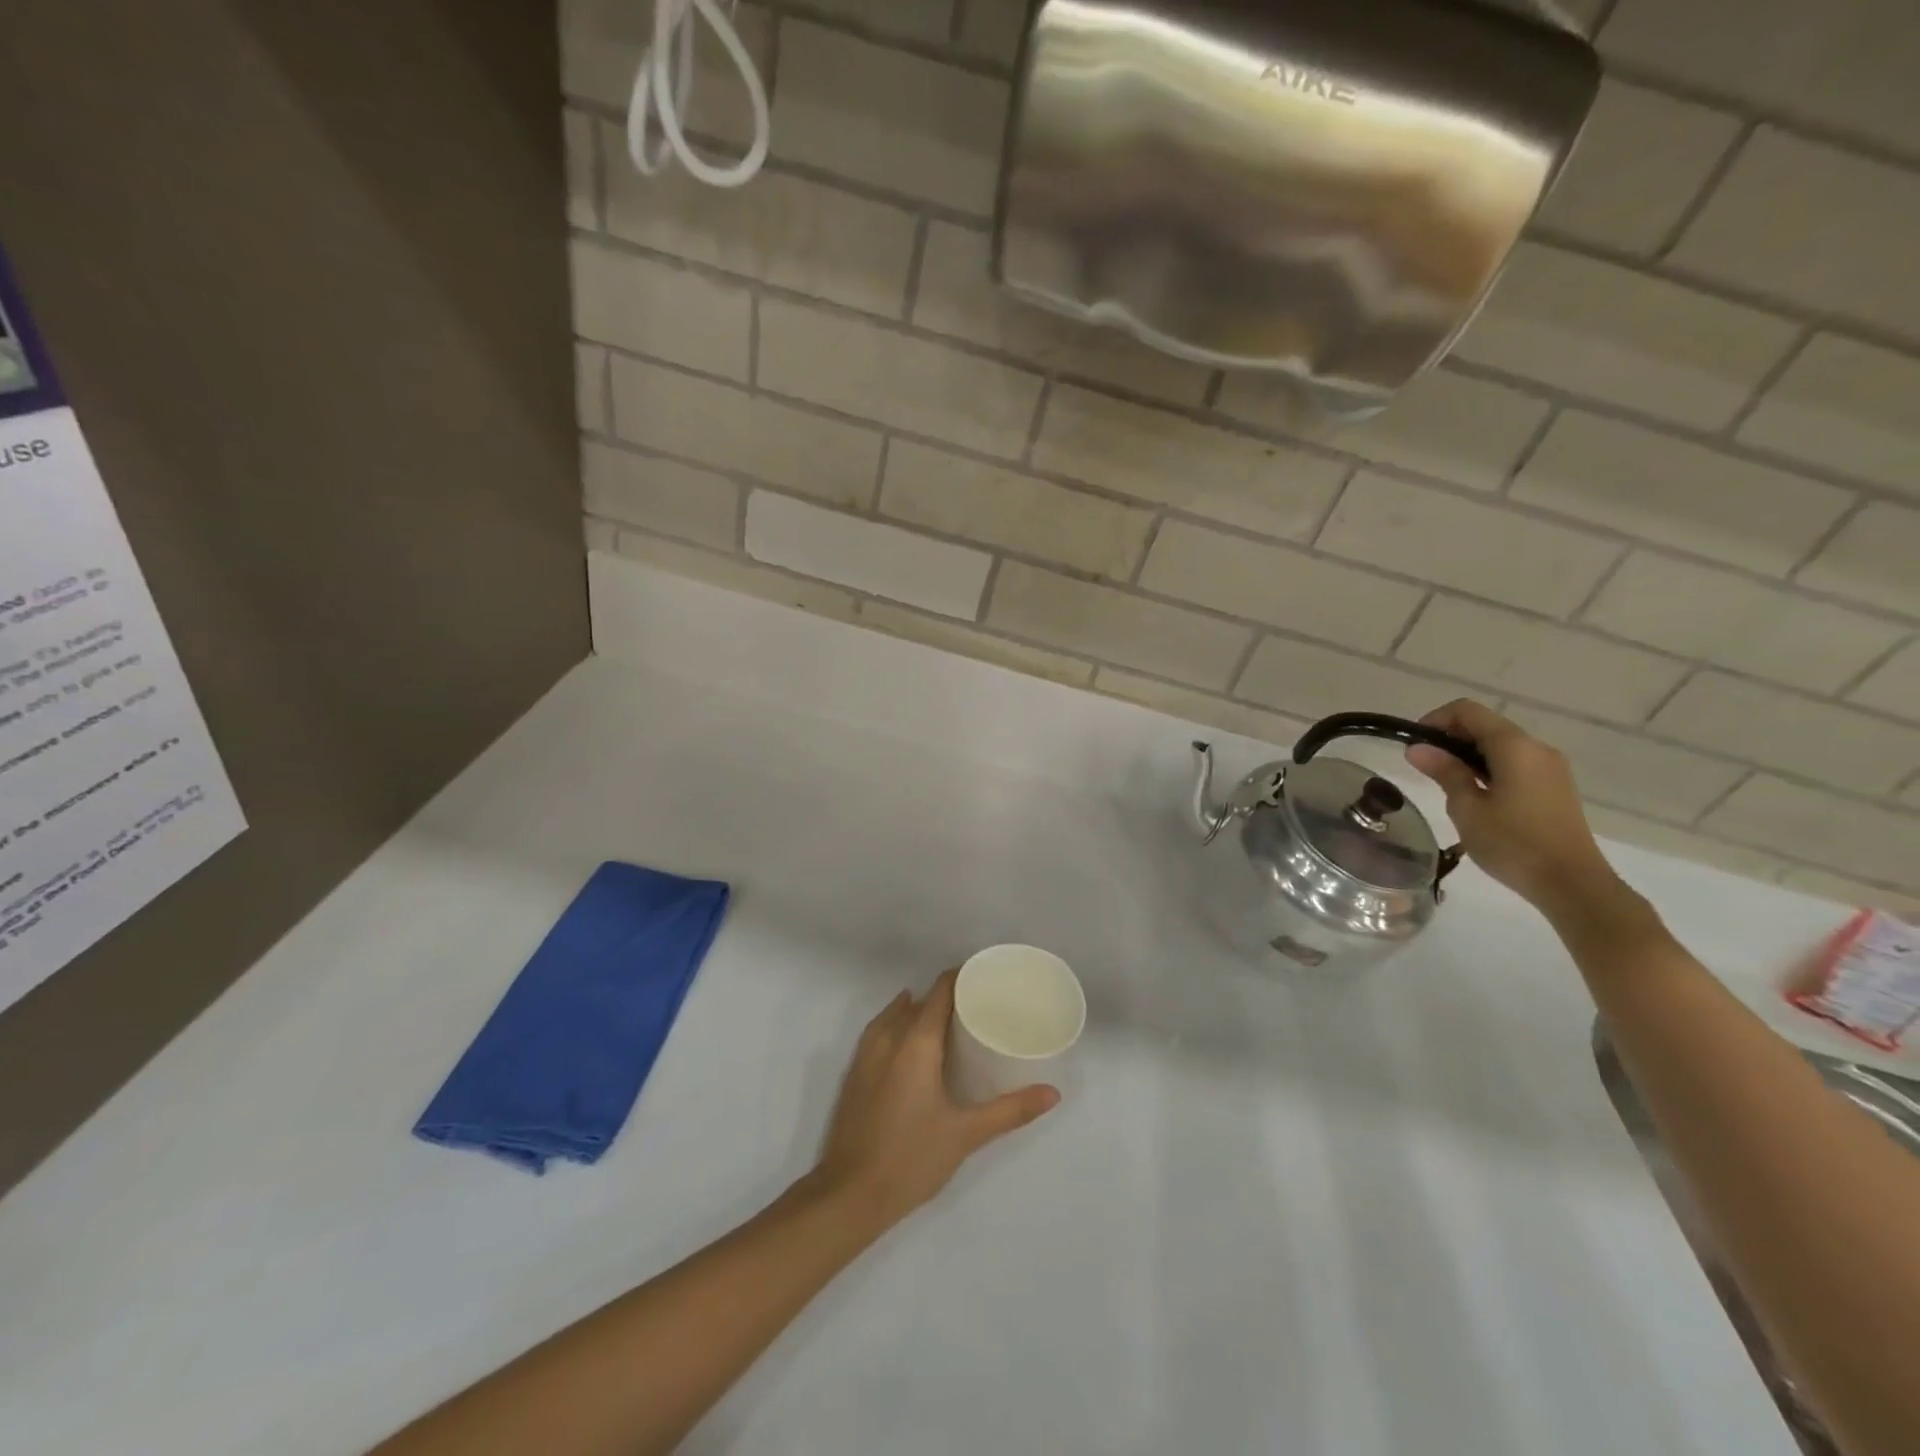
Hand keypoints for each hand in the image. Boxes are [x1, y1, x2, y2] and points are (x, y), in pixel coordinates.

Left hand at [813, 970, 1058, 1232]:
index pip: (939, 992)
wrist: (849, 1194)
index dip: (960, 978)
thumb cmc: (912, 1158)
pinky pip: (877, 1033)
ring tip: (943, 1018)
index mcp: (916, 1043)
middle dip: (943, 996)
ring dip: (915, 1009)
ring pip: (892, 1016)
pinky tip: (907, 1043)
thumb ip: (1010, 1110)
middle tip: (974, 1004)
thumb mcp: (967, 1134)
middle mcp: (888, 1039)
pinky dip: (894, 1025)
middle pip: (917, 1002)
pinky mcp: (853, 1075)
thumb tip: (1053, 1093)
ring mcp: (865, 1056)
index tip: (983, 977)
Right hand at [1404, 699, 1619, 913]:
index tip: (1415, 746)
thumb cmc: (1513, 843)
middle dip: (1451, 738)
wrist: (1572, 883)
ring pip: (1501, 745)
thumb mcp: (1467, 808)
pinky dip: (1489, 767)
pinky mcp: (1555, 786)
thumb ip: (1444, 772)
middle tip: (1425, 767)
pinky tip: (1476, 795)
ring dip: (1469, 754)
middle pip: (1486, 725)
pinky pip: (1516, 762)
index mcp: (1515, 747)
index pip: (1468, 711)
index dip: (1436, 720)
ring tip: (1447, 783)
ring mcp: (1550, 767)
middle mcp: (1537, 748)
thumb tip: (1417, 747)